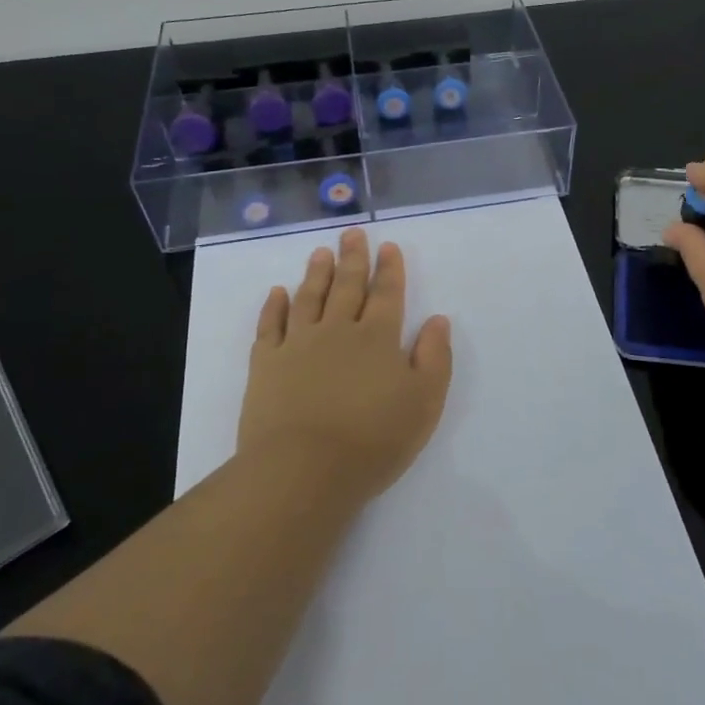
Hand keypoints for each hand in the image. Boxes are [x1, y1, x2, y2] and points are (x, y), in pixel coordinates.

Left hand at [239, 227, 453, 502]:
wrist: (303, 470)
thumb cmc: (373, 441)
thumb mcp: (424, 403)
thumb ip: (434, 357)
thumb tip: (437, 320)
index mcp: (378, 338)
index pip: (387, 294)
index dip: (389, 269)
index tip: (388, 247)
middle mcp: (338, 330)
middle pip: (347, 286)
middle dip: (353, 259)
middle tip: (352, 234)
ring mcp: (298, 344)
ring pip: (309, 298)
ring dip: (317, 273)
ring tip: (320, 252)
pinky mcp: (266, 363)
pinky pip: (270, 325)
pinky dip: (274, 306)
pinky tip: (277, 292)